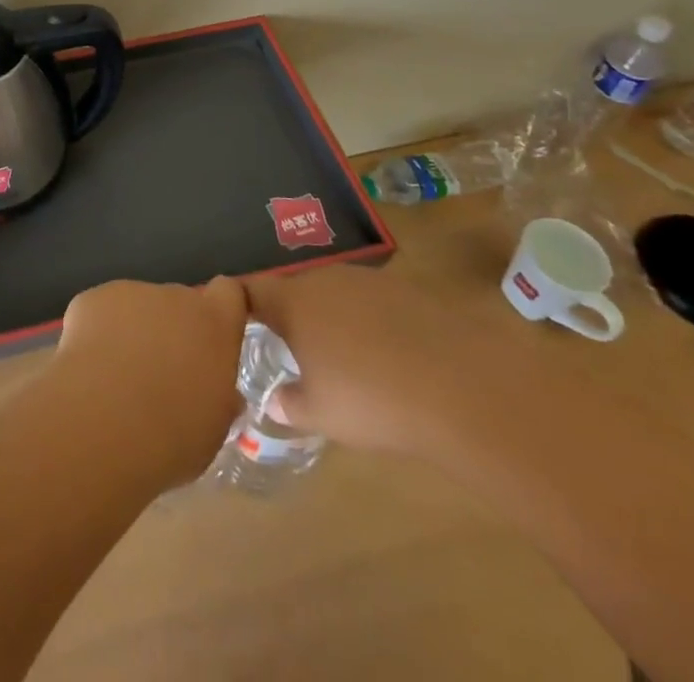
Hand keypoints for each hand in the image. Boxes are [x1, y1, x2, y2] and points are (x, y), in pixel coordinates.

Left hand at [52, 277, 248, 484]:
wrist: (105, 421)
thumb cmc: (173, 434)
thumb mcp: (212, 427)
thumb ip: (218, 398)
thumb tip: (220, 394)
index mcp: (213, 324)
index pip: (228, 292)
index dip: (219, 310)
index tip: (211, 337)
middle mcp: (175, 297)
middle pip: (178, 303)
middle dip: (171, 331)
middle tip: (158, 375)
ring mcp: (131, 292)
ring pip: (136, 308)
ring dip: (132, 333)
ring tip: (116, 380)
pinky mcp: (92, 298)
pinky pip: (100, 312)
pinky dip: (96, 334)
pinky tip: (88, 371)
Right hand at [245, 265, 544, 454]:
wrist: (459, 385)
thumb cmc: (371, 399)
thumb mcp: (320, 414)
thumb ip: (290, 405)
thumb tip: (275, 401)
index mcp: (293, 302)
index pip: (250, 290)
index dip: (239, 303)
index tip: (234, 321)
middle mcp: (323, 279)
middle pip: (294, 290)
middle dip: (289, 315)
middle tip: (290, 348)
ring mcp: (367, 280)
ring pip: (334, 294)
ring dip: (330, 317)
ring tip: (340, 355)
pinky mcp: (406, 290)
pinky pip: (371, 302)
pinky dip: (368, 322)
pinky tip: (385, 355)